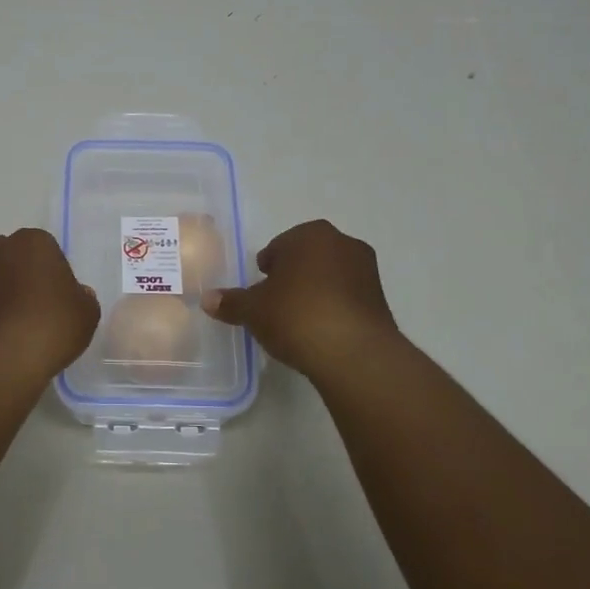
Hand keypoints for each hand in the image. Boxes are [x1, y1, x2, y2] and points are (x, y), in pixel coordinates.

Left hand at [0, 228, 99, 383]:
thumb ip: (84, 298)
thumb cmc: (51, 324)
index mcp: (34, 241)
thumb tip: (76, 294)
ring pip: (1, 278)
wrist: (0, 357)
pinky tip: (11, 334)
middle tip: (45, 306)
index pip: (50, 250)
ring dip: (11, 294)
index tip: (63, 298)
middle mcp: (2, 248)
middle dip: (30, 276)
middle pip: (20, 259)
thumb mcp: (87, 313)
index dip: (58, 274)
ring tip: (27, 325)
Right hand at [202, 220, 399, 378]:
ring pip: (331, 276)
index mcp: (310, 235)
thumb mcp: (253, 310)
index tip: (260, 288)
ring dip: (316, 291)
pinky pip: (347, 298)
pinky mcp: (381, 300)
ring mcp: (367, 271)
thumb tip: (208, 299)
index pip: (280, 245)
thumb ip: (231, 302)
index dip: (267, 266)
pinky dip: (334, 308)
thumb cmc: (296, 315)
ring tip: (297, 320)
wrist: (354, 353)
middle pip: (308, 257)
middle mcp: (342, 244)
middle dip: (293, 276)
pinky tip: (320, 331)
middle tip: (275, 302)